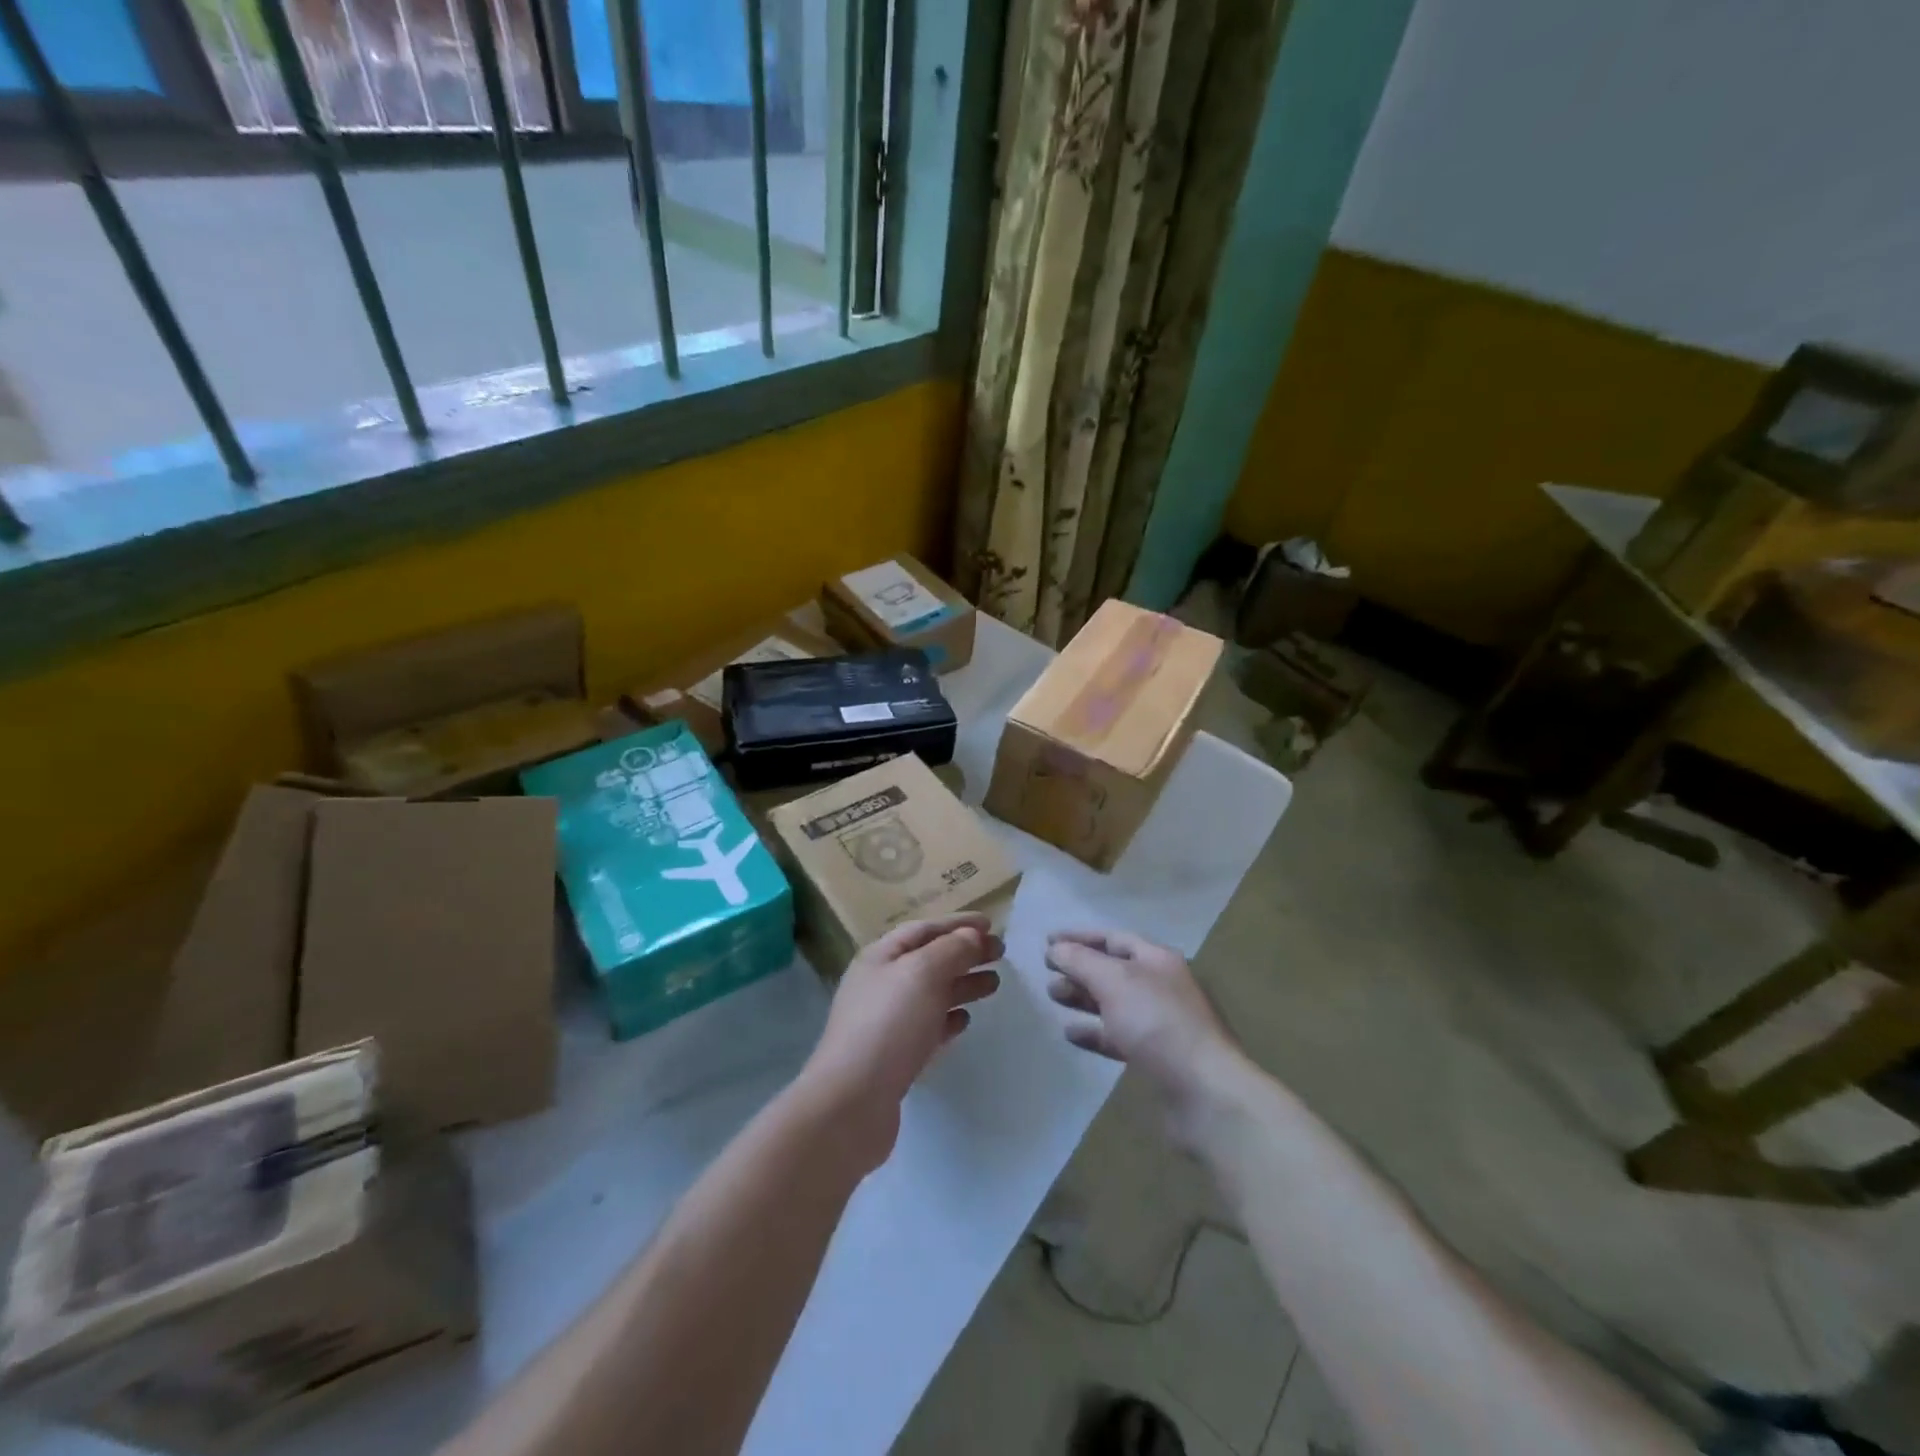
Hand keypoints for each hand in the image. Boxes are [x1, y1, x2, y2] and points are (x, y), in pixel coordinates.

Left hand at [801, 914, 1003, 1170]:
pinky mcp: (894, 1057)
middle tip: (1001, 955)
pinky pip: (927, 1027)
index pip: (923, 929)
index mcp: (881, 957)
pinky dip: (948, 1019)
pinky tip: (966, 1021)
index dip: (957, 924)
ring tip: (995, 985)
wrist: (852, 1103)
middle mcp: (881, 984)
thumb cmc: (889, 1025)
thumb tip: (972, 937)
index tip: (991, 924)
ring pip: (931, 994)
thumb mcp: (922, 973)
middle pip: (929, 960)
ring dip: (962, 985)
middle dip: (965, 954)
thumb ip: (951, 950)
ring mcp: (886, 1022)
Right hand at [1045, 931, 1243, 1141]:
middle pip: (1113, 969)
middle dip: (1079, 968)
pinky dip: (1094, 1032)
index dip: (1079, 937)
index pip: (1112, 938)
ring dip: (1083, 998)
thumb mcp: (1114, 981)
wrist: (1204, 1093)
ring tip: (1054, 997)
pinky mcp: (1156, 1057)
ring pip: (1114, 1002)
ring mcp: (1160, 1023)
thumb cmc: (1158, 1024)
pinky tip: (1071, 1034)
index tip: (1047, 943)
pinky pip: (1118, 1036)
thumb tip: (1056, 949)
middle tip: (1047, 974)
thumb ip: (1081, 961)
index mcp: (1157, 960)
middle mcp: (1161, 986)